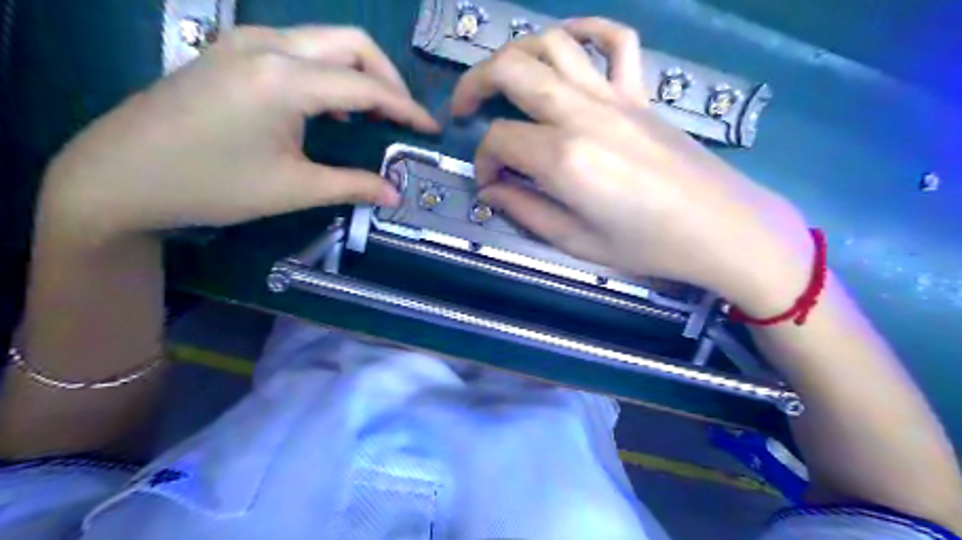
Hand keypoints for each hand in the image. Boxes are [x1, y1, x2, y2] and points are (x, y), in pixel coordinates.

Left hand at [42, 25, 438, 240]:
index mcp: (284, 79)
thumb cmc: (211, 186)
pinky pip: (299, 48)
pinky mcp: (232, 50)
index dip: (406, 108)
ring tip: (376, 111)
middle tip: (403, 116)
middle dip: (388, 77)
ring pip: (325, 40)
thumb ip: (352, 185)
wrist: (120, 176)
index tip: (431, 129)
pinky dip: (330, 70)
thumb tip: (396, 196)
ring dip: (359, 70)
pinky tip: (332, 102)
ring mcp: (245, 42)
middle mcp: (268, 45)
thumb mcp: (292, 189)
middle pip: (351, 42)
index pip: (366, 85)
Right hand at [455, 16, 813, 311]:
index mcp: (564, 158)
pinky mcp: (640, 92)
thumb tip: (491, 190)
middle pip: (512, 70)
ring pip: (553, 43)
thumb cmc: (647, 246)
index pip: (499, 139)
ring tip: (503, 79)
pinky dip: (586, 30)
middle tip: (464, 110)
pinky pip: (615, 40)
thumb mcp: (576, 242)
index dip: (483, 159)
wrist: (719, 229)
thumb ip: (525, 211)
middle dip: (474, 85)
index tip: (490, 183)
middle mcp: (583, 114)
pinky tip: (567, 44)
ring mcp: (614, 96)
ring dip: (516, 53)